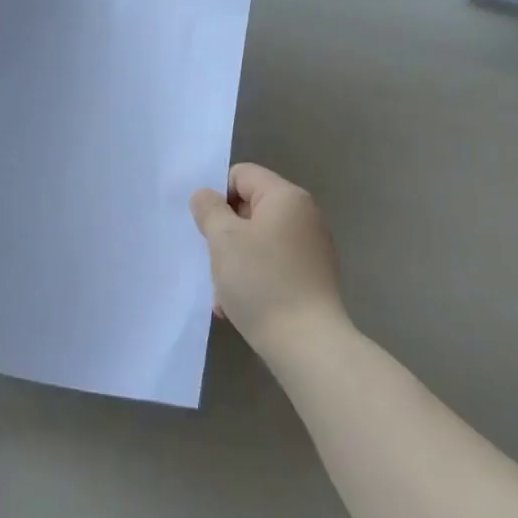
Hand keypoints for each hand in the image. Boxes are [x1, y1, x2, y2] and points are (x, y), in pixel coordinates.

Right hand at [190, 163, 351, 358]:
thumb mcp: (223, 240)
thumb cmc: (261, 281)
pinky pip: (272, 264)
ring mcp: (310, 247)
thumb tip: (206, 195)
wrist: (306, 342)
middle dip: (224, 233)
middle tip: (213, 261)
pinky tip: (237, 305)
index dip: (218, 196)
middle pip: (249, 208)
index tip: (206, 227)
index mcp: (286, 197)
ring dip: (234, 261)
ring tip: (223, 293)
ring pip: (257, 240)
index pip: (242, 175)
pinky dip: (252, 278)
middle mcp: (304, 215)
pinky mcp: (311, 276)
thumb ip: (209, 209)